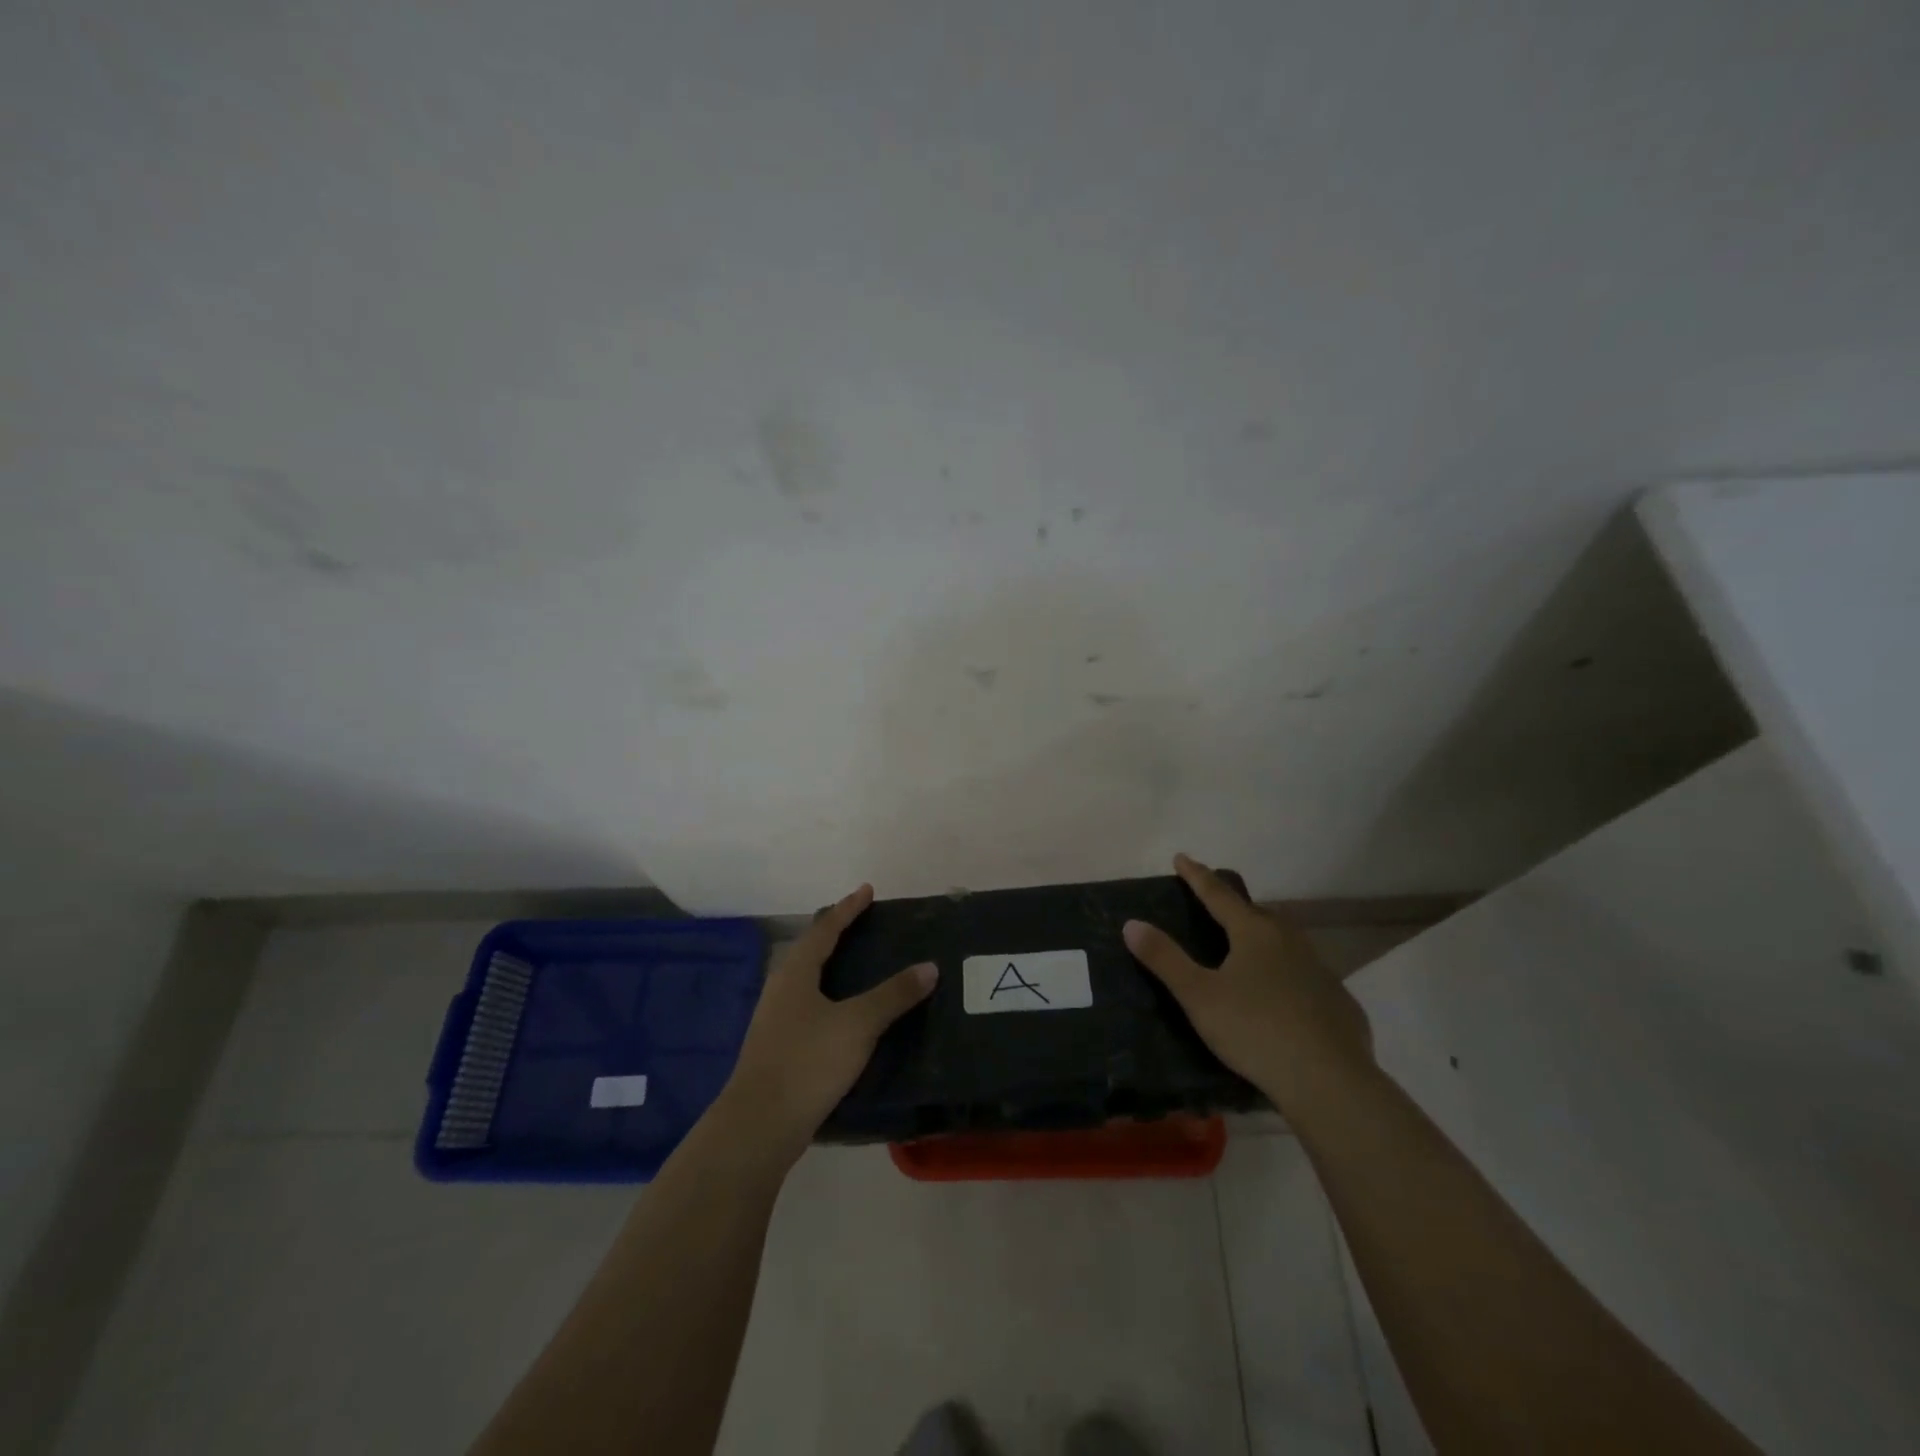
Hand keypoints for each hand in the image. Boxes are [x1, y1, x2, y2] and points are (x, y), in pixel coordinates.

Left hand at [719, 884, 935, 1162]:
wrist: (758, 1126)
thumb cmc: (808, 1062)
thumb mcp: (858, 1024)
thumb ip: (893, 995)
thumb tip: (929, 967)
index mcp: (796, 972)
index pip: (825, 928)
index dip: (848, 909)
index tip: (867, 890)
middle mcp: (781, 988)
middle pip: (811, 949)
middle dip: (837, 933)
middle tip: (864, 922)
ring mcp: (775, 1019)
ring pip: (808, 979)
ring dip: (831, 965)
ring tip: (857, 963)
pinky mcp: (778, 1047)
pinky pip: (808, 1005)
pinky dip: (829, 995)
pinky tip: (843, 1014)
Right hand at [1123, 854, 1372, 1113]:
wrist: (1330, 1081)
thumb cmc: (1255, 1030)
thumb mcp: (1198, 996)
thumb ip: (1165, 959)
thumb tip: (1132, 923)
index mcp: (1254, 933)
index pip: (1218, 895)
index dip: (1197, 876)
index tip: (1181, 858)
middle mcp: (1290, 941)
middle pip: (1257, 914)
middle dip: (1234, 907)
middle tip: (1215, 907)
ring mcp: (1320, 970)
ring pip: (1286, 942)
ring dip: (1264, 938)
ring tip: (1248, 948)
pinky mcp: (1339, 1002)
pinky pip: (1306, 975)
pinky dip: (1288, 974)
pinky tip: (1283, 996)